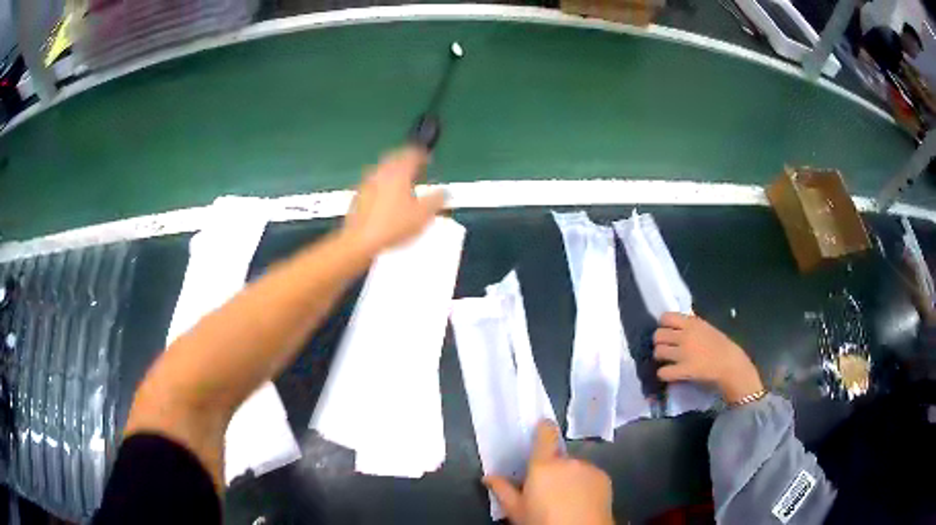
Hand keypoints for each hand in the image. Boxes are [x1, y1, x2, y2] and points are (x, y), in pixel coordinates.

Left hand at [342, 146, 445, 254]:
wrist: (361, 241)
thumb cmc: (394, 226)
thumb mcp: (423, 215)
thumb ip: (437, 200)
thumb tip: (445, 192)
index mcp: (399, 172)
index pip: (412, 154)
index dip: (423, 155)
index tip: (428, 159)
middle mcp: (381, 172)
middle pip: (394, 158)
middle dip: (406, 160)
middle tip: (416, 167)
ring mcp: (367, 183)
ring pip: (383, 170)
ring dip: (393, 172)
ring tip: (403, 183)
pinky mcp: (358, 196)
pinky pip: (374, 183)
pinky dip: (383, 185)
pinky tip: (387, 198)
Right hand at [484, 421, 612, 524]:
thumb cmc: (542, 521)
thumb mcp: (516, 511)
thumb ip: (502, 490)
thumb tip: (488, 477)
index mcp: (543, 465)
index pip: (545, 434)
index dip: (543, 428)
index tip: (541, 427)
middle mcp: (568, 461)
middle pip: (558, 458)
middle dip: (552, 470)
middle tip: (546, 490)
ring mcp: (589, 468)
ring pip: (574, 468)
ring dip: (569, 477)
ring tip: (565, 499)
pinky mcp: (604, 477)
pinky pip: (589, 476)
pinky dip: (584, 484)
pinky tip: (581, 502)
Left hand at [653, 313, 762, 404]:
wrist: (731, 365)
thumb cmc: (722, 346)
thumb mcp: (706, 328)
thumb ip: (691, 325)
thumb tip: (678, 321)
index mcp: (692, 323)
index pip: (666, 317)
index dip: (663, 325)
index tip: (668, 332)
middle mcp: (685, 336)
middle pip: (657, 335)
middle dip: (659, 342)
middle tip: (666, 348)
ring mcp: (683, 353)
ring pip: (658, 352)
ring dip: (660, 358)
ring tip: (667, 361)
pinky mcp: (683, 370)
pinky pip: (662, 372)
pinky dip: (664, 374)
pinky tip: (670, 373)